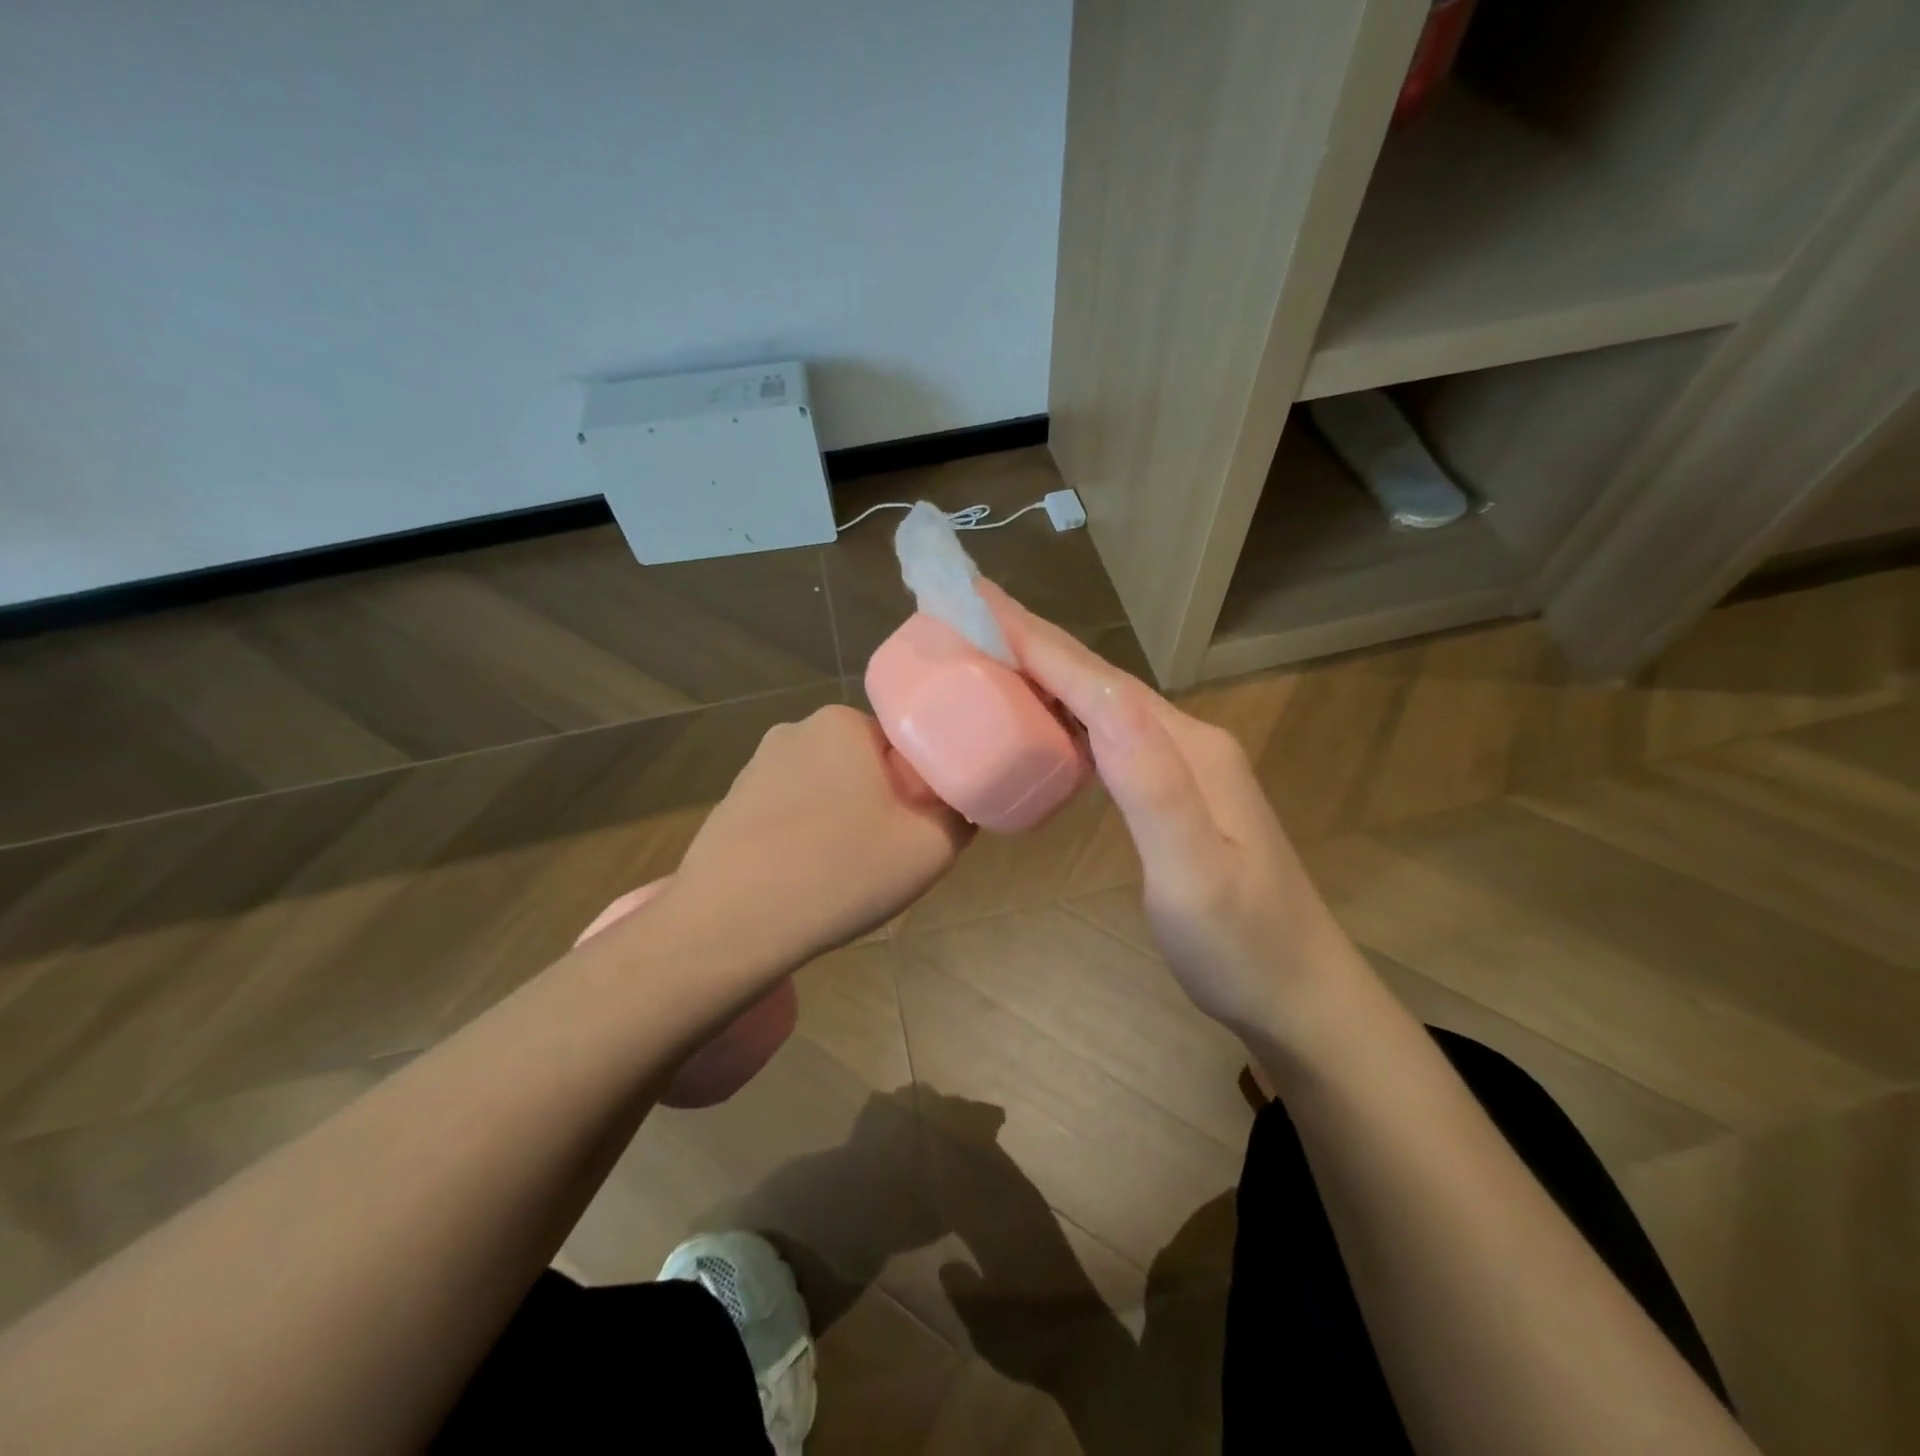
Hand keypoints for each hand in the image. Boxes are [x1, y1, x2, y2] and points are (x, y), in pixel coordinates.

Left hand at [670, 704, 971, 964]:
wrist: (729, 926)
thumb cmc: (839, 872)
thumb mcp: (931, 847)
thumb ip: (961, 814)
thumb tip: (960, 803)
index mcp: (842, 723)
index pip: (904, 744)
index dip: (922, 789)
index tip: (921, 831)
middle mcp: (795, 731)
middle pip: (865, 765)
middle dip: (883, 803)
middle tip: (888, 857)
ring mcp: (756, 768)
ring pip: (827, 790)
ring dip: (843, 821)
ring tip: (843, 874)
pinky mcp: (731, 805)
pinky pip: (790, 814)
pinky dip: (806, 838)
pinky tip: (804, 879)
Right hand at [982, 584, 1369, 1047]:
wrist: (1298, 994)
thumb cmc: (1240, 945)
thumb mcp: (1193, 871)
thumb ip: (1150, 783)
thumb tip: (1105, 698)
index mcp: (1188, 749)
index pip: (1101, 684)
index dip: (1039, 644)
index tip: (979, 605)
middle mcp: (1188, 742)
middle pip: (1103, 682)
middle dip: (1039, 645)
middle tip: (975, 615)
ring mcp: (1186, 768)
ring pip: (1106, 706)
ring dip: (1053, 676)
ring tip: (997, 656)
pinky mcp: (1176, 794)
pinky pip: (1112, 739)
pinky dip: (1071, 718)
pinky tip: (1047, 724)